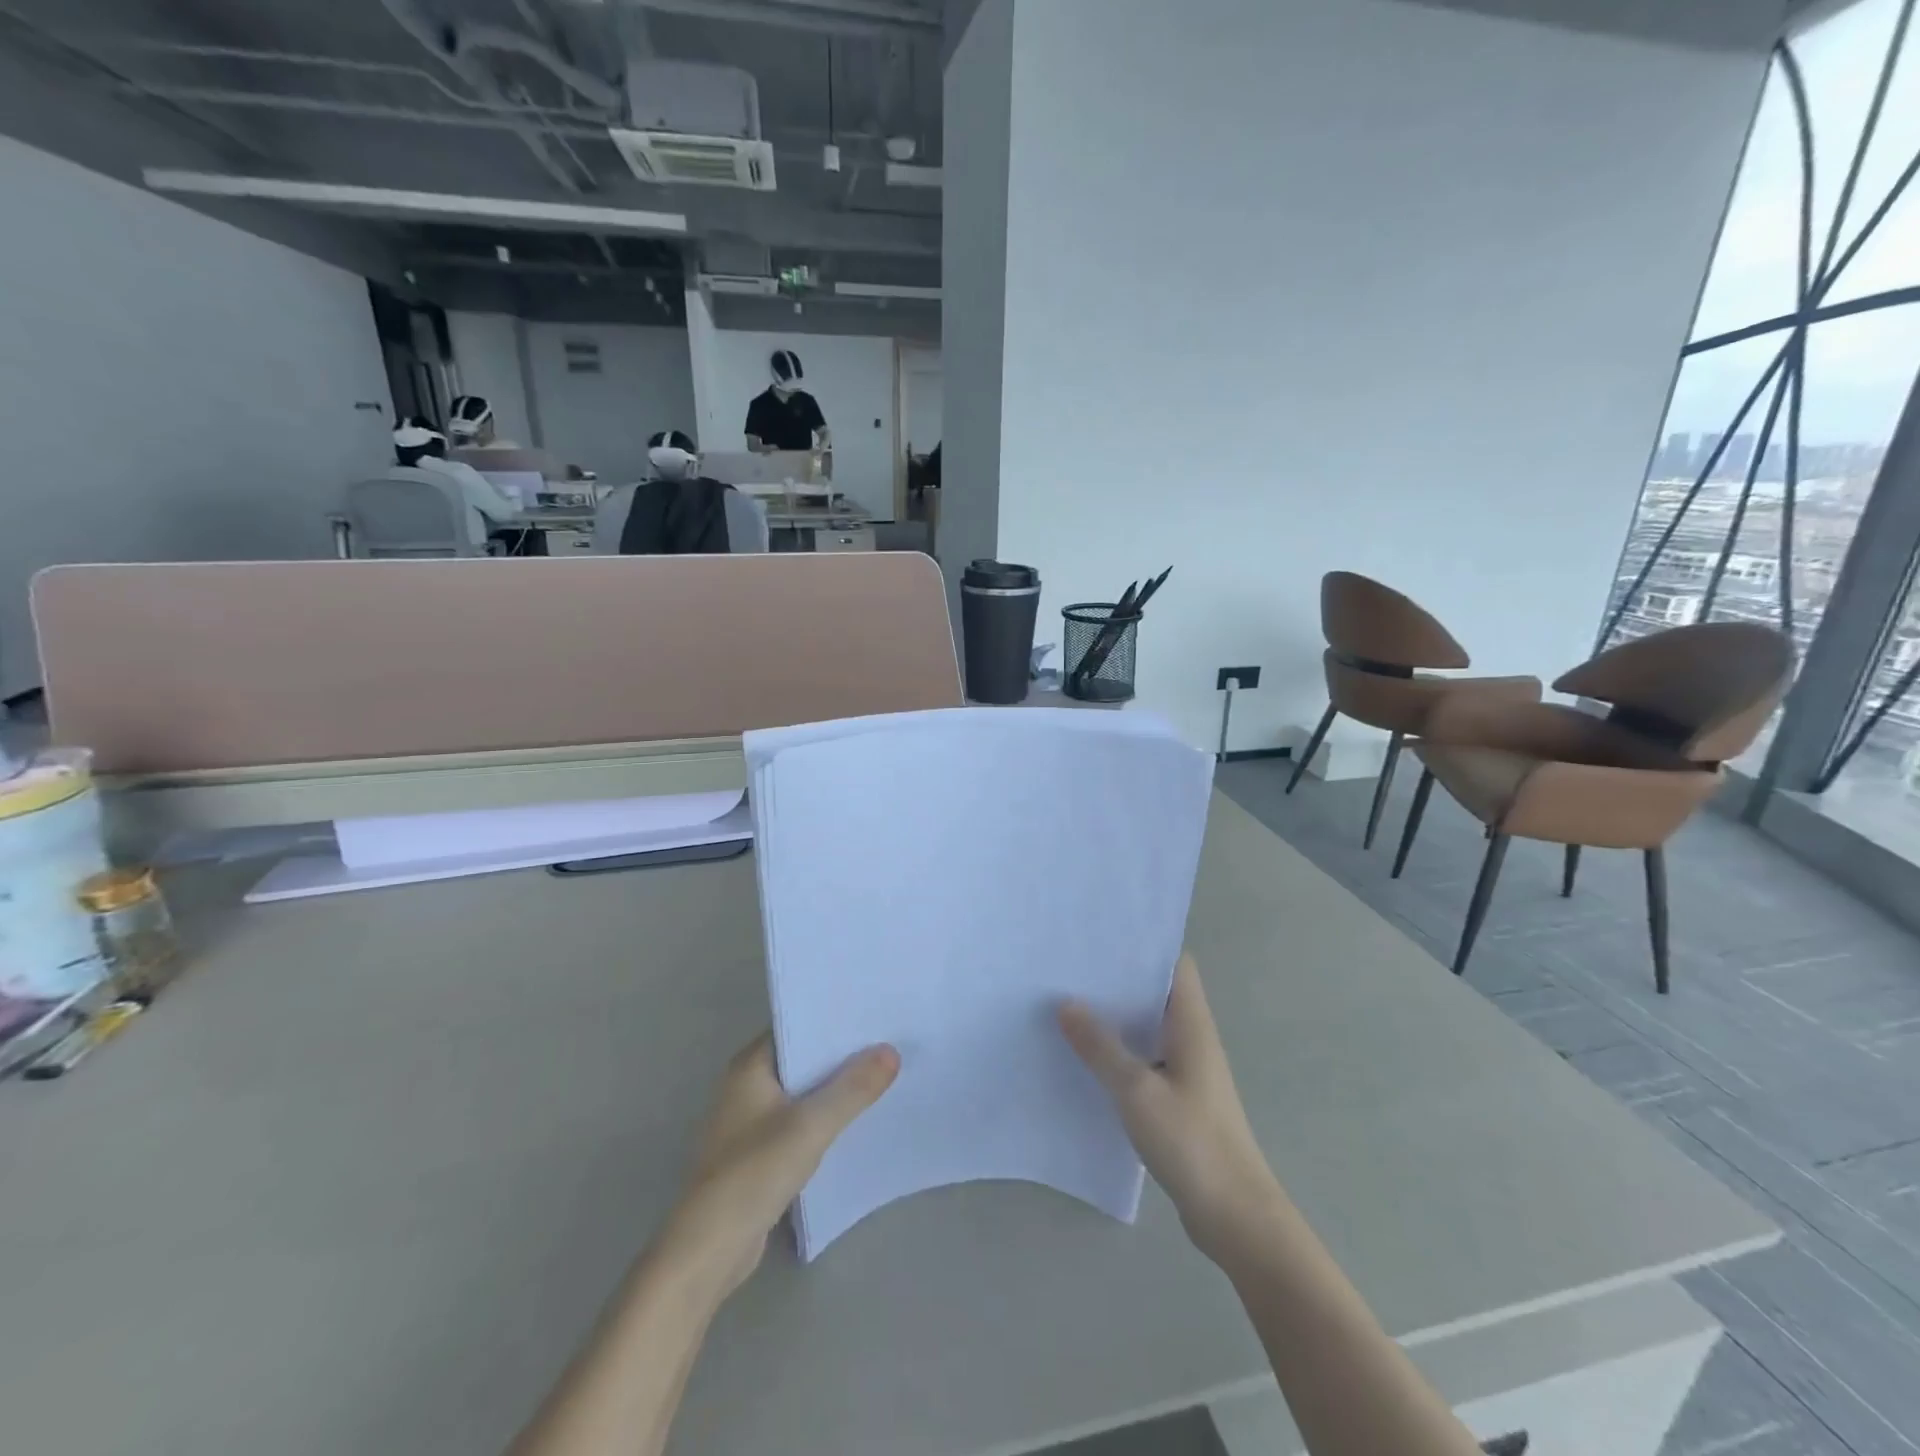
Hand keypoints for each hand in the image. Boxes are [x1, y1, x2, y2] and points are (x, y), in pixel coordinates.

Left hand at [662, 1035, 898, 1295]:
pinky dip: (823, 1119)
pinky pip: (798, 1122)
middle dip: (840, 1055)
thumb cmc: (754, 1173)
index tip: (872, 1014)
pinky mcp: (757, 1154)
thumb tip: (891, 1051)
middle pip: (801, 1060)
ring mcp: (749, 1122)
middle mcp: (745, 1086)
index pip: (796, 1027)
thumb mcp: (811, 1125)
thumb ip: (852, 1088)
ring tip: (881, 1076)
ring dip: (833, 1089)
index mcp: (749, 1067)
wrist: (709, 1250)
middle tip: (887, 1042)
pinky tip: (855, 1121)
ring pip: (801, 1093)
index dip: (833, 1020)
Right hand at [1059, 954, 1285, 1265]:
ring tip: (1068, 1003)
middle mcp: (1192, 1038)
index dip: (1143, 944)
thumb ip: (1100, 1046)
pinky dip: (1119, 1051)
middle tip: (1070, 967)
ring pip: (1147, 1027)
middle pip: (1155, 992)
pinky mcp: (1178, 1098)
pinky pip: (1144, 1059)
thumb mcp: (1136, 1090)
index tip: (1101, 936)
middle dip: (1118, 979)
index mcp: (1191, 1023)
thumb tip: (1066, 1003)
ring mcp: (1186, 1070)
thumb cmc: (1191, 1142)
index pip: (1174, 963)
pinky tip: (1085, 1057)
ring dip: (1116, 1016)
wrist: (1234, 1216)